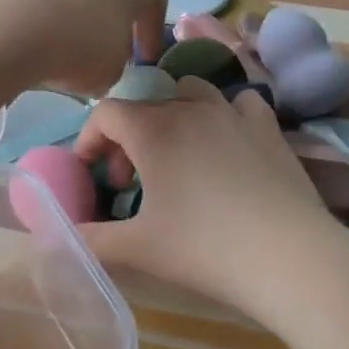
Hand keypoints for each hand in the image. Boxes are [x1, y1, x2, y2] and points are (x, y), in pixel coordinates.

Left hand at [0, 0, 167, 96]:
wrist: (14, 23)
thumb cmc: (83, 44)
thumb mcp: (114, 70)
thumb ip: (118, 64)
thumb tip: (105, 63)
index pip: (156, 0)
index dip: (152, 34)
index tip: (144, 61)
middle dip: (118, 22)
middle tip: (112, 53)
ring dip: (85, 19)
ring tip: (74, 52)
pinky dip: (56, 17)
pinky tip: (46, 43)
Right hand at [73, 79, 348, 332]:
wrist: (288, 256)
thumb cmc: (204, 249)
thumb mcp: (137, 248)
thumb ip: (90, 239)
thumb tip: (60, 235)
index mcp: (152, 130)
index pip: (106, 112)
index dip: (89, 139)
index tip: (91, 173)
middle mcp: (189, 108)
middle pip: (144, 106)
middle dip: (127, 138)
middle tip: (128, 181)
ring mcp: (233, 113)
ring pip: (191, 91)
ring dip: (172, 115)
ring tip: (176, 154)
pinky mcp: (268, 126)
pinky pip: (239, 103)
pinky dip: (225, 114)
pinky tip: (227, 143)